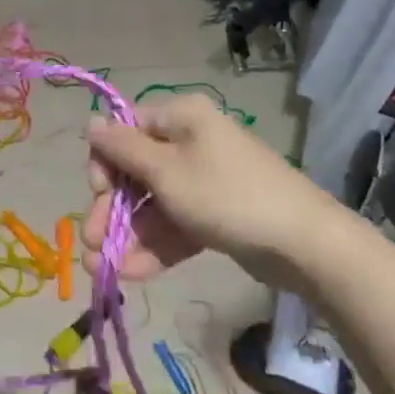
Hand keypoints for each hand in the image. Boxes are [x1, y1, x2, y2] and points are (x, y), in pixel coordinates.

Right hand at [80, 95, 352, 287]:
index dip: (105, 163)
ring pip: (152, 204)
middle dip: (111, 210)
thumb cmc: (226, 196)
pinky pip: (175, 224)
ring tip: (103, 271)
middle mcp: (190, 142)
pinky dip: (154, 246)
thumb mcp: (166, 172)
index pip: (125, 132)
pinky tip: (132, 274)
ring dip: (127, 236)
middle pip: (135, 172)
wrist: (305, 244)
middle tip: (91, 244)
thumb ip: (122, 149)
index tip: (97, 195)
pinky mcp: (214, 214)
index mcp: (179, 119)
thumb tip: (89, 122)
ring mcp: (203, 180)